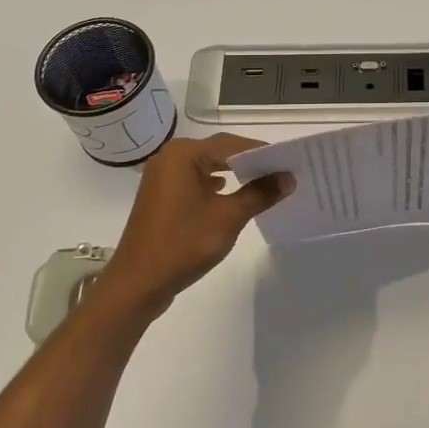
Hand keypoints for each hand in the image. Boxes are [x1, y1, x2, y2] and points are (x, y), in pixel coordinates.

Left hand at [97, 134, 293, 315]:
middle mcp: (170, 157)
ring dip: (235, 173)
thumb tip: (288, 178)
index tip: (291, 162)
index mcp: (184, 154)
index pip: (233, 144)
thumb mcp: (228, 217)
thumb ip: (260, 193)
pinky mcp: (162, 196)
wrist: (138, 283)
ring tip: (266, 183)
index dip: (264, 152)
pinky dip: (217, 185)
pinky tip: (233, 193)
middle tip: (283, 171)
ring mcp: (163, 177)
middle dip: (251, 162)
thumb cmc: (183, 243)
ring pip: (208, 166)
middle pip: (220, 151)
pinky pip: (196, 180)